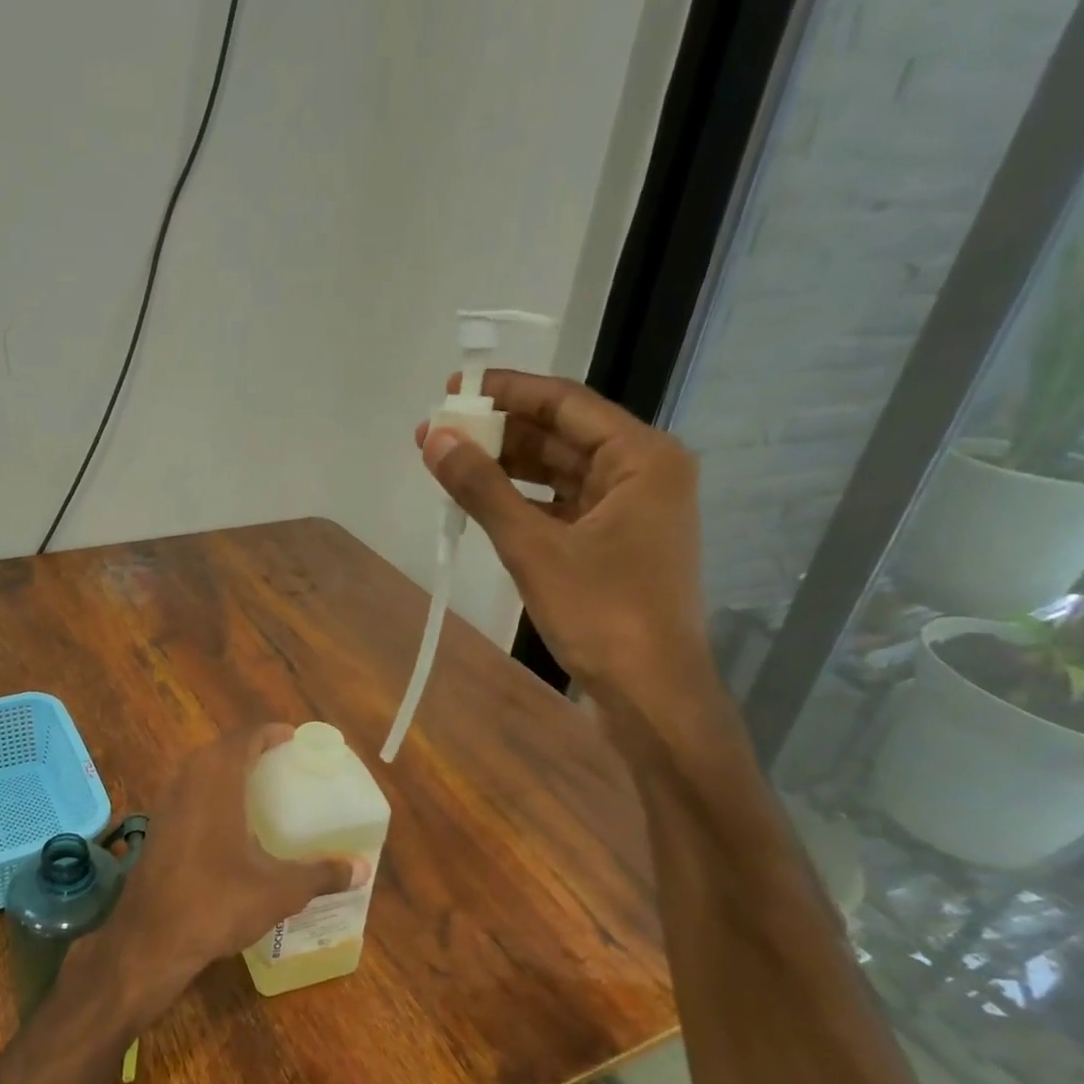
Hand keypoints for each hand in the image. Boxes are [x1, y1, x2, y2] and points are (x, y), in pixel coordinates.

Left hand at [77, 726, 370, 1011]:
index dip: (269, 733)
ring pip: (199, 770)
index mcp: (217, 780)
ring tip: (257, 787)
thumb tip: (362, 868)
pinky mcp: (156, 826)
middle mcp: (187, 780)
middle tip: (280, 762)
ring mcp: (166, 803)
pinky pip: (187, 792)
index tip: (292, 738)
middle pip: (220, 749)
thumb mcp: (278, 891)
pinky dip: (209, 792)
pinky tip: (226, 822)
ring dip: (226, 769)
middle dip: (249, 749)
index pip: (244, 738)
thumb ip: (321, 875)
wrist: (149, 939)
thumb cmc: (217, 902)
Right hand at [416, 371, 709, 704]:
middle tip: (438, 431)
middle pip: (562, 435)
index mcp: (642, 458)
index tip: (453, 389)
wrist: (651, 694)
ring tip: (447, 462)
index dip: (506, 392)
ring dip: (506, 466)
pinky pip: (560, 505)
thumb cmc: (602, 614)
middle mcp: (642, 473)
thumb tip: (433, 438)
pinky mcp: (613, 543)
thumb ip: (482, 488)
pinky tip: (479, 500)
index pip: (566, 403)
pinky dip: (521, 500)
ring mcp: (629, 510)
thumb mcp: (533, 547)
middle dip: (499, 432)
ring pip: (558, 472)